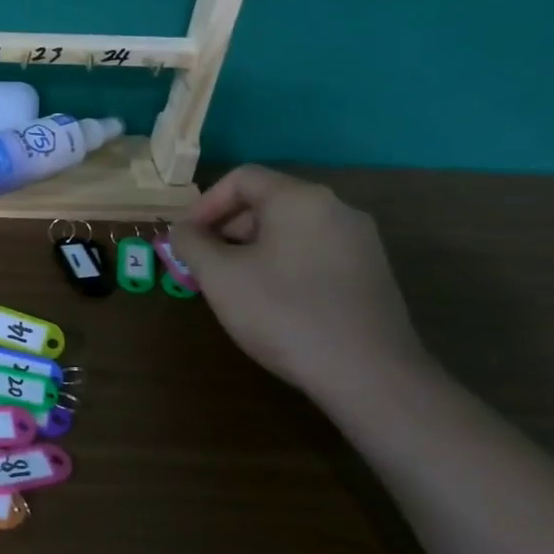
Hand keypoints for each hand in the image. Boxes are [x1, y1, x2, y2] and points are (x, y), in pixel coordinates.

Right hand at [171, 165, 429, 404]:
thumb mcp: (220, 277)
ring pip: (290, 230)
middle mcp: (336, 209)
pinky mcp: (370, 273)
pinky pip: (313, 253)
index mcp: (300, 199)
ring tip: (232, 287)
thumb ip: (192, 244)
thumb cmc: (284, 313)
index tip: (185, 239)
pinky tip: (271, 302)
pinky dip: (282, 265)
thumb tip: (182, 230)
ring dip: (251, 250)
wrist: (369, 375)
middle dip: (227, 230)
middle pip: (267, 202)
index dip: (204, 205)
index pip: (242, 178)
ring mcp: (360, 242)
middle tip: (203, 266)